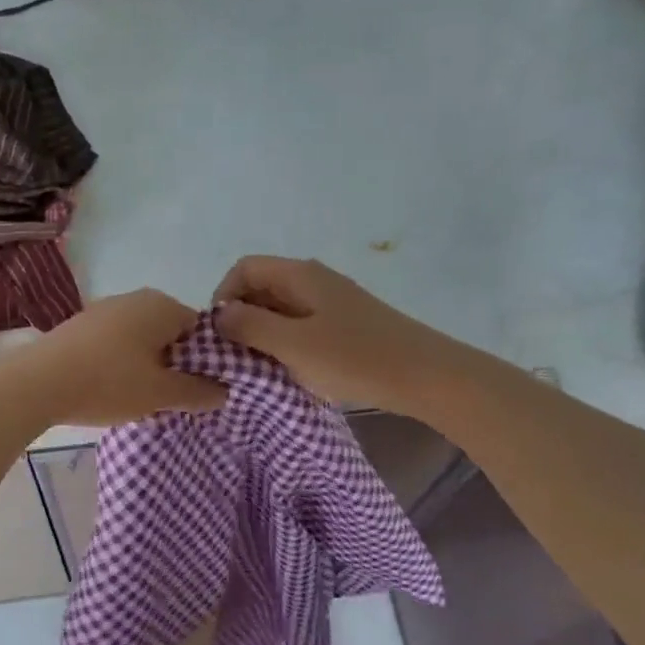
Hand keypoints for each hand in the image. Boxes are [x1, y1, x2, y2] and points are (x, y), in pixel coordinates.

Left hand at [9, 289, 226, 426]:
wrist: (36, 383)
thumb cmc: (108, 382)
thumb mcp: (160, 394)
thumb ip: (196, 392)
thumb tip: (224, 391)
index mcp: (162, 305)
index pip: (201, 330)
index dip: (206, 361)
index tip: (200, 390)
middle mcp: (136, 298)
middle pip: (171, 332)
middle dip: (176, 363)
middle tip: (174, 398)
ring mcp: (105, 308)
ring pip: (143, 338)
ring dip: (148, 364)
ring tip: (143, 398)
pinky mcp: (82, 325)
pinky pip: (117, 342)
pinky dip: (123, 362)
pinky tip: (113, 387)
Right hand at [213, 256, 452, 412]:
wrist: (425, 376)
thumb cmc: (354, 357)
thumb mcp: (293, 344)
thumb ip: (250, 326)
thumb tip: (219, 315)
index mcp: (300, 274)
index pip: (245, 268)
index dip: (224, 296)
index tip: (221, 335)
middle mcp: (315, 280)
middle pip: (262, 287)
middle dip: (242, 318)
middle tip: (236, 357)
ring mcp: (333, 302)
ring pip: (282, 309)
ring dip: (265, 335)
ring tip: (261, 368)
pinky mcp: (346, 325)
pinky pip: (303, 326)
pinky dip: (288, 344)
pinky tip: (293, 371)